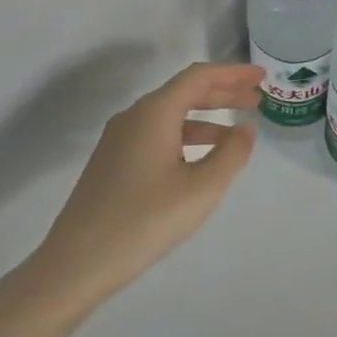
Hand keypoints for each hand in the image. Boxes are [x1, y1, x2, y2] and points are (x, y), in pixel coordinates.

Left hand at [26, 62, 264, 315]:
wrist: (76, 264)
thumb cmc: (144, 221)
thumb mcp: (201, 189)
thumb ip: (231, 153)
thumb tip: (246, 129)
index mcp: (154, 113)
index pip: (199, 77)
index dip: (233, 73)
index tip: (261, 76)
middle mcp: (134, 117)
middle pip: (184, 92)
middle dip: (223, 93)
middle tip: (257, 99)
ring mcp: (119, 140)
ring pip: (171, 115)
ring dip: (206, 118)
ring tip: (237, 132)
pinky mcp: (113, 162)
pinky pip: (157, 134)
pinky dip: (186, 136)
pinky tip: (201, 158)